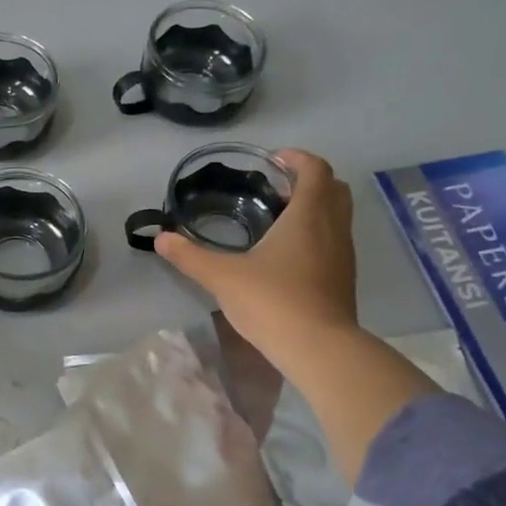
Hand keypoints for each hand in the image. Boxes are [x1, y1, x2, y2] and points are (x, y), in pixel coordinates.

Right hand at [154, 149, 357, 356]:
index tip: (272, 160)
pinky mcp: (344, 279)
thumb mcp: (222, 276)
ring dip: (315, 208)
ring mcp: (343, 254)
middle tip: (276, 188)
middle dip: (308, 180)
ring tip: (278, 220)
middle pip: (333, 188)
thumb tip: (160, 238)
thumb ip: (190, 256)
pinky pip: (335, 241)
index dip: (296, 158)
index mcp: (308, 215)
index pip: (315, 168)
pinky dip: (318, 234)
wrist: (318, 348)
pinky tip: (288, 255)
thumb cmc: (272, 301)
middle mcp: (333, 227)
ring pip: (338, 215)